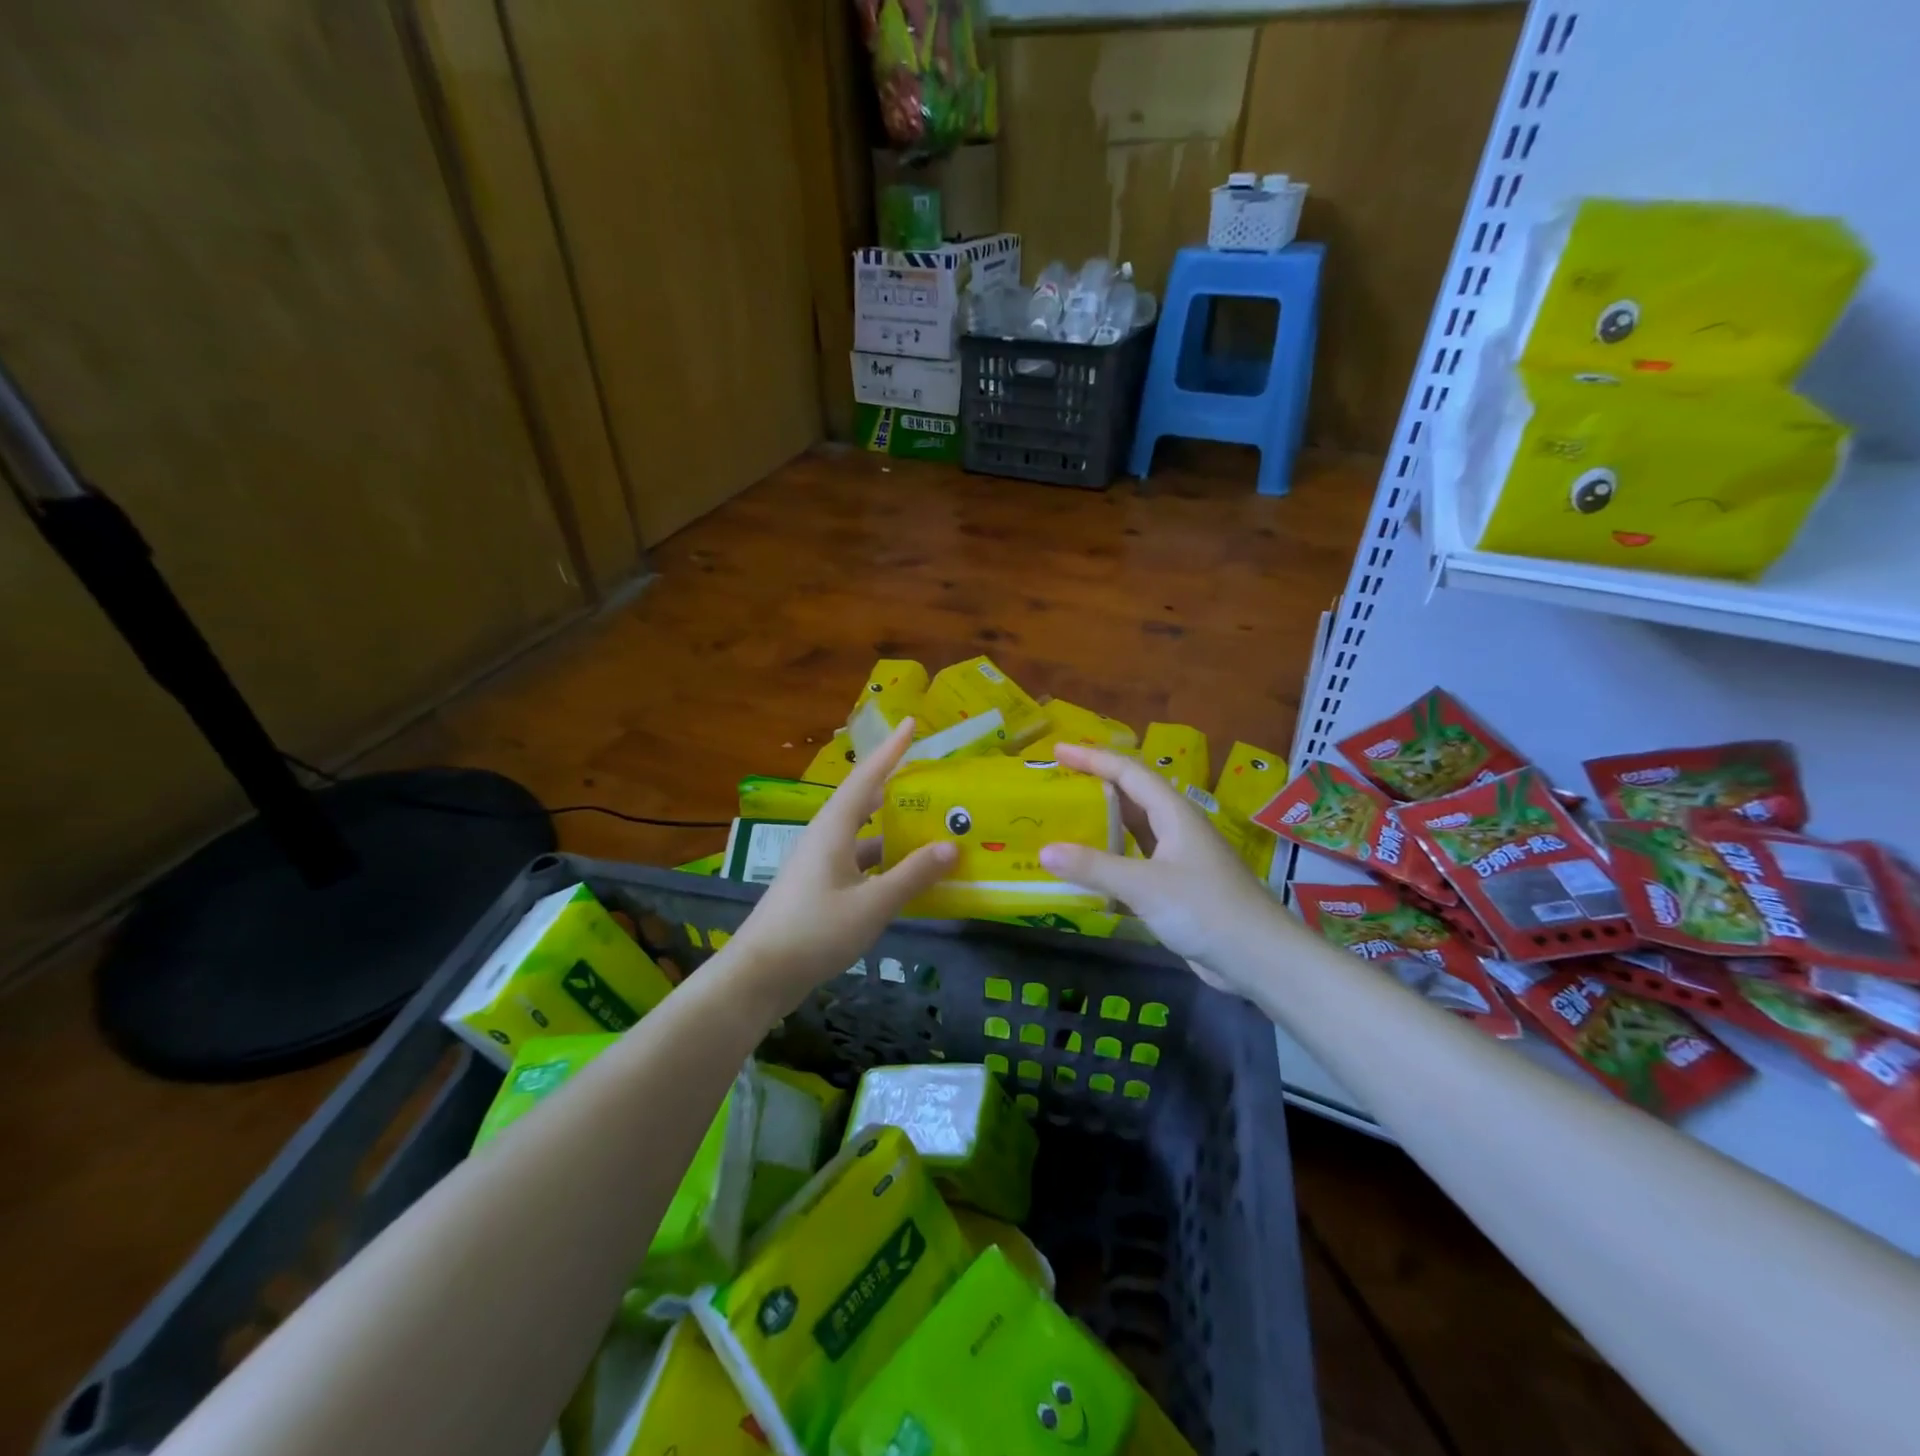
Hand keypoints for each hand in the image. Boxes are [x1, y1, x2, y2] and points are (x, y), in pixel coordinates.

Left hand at [726, 719, 955, 1008]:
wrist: (759, 975)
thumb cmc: (814, 931)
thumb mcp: (872, 905)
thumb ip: (912, 875)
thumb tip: (952, 846)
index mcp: (833, 829)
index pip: (866, 778)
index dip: (890, 751)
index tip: (910, 724)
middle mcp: (825, 838)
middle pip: (864, 802)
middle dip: (895, 786)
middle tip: (929, 776)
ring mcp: (820, 864)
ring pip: (862, 835)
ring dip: (892, 829)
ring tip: (928, 824)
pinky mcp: (819, 889)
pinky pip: (859, 862)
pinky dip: (884, 862)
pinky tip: (906, 875)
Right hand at [1039, 743, 1291, 994]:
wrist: (1260, 958)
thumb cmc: (1205, 910)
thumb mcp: (1144, 885)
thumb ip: (1094, 867)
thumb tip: (1044, 851)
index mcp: (1174, 814)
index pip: (1128, 772)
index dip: (1093, 758)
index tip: (1057, 750)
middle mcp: (1178, 828)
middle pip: (1132, 796)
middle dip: (1095, 785)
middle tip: (1057, 783)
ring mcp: (1180, 859)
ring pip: (1135, 829)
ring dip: (1103, 822)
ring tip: (1067, 819)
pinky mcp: (1179, 887)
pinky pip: (1137, 860)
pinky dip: (1112, 858)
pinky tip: (1091, 869)